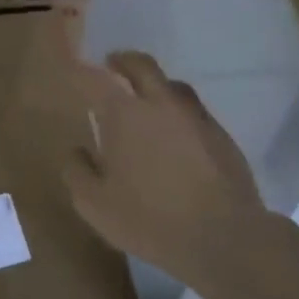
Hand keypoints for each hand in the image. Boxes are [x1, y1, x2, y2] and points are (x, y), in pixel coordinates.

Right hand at [65, 52, 270, 286]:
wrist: (224, 238)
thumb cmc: (150, 219)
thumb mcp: (95, 205)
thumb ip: (78, 172)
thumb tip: (77, 151)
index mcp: (125, 114)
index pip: (96, 79)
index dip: (82, 70)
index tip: (74, 68)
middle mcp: (160, 104)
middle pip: (141, 65)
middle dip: (123, 60)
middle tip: (112, 65)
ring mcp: (196, 117)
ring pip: (173, 85)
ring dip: (156, 84)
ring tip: (148, 99)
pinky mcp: (222, 136)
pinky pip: (195, 112)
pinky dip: (180, 113)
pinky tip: (178, 134)